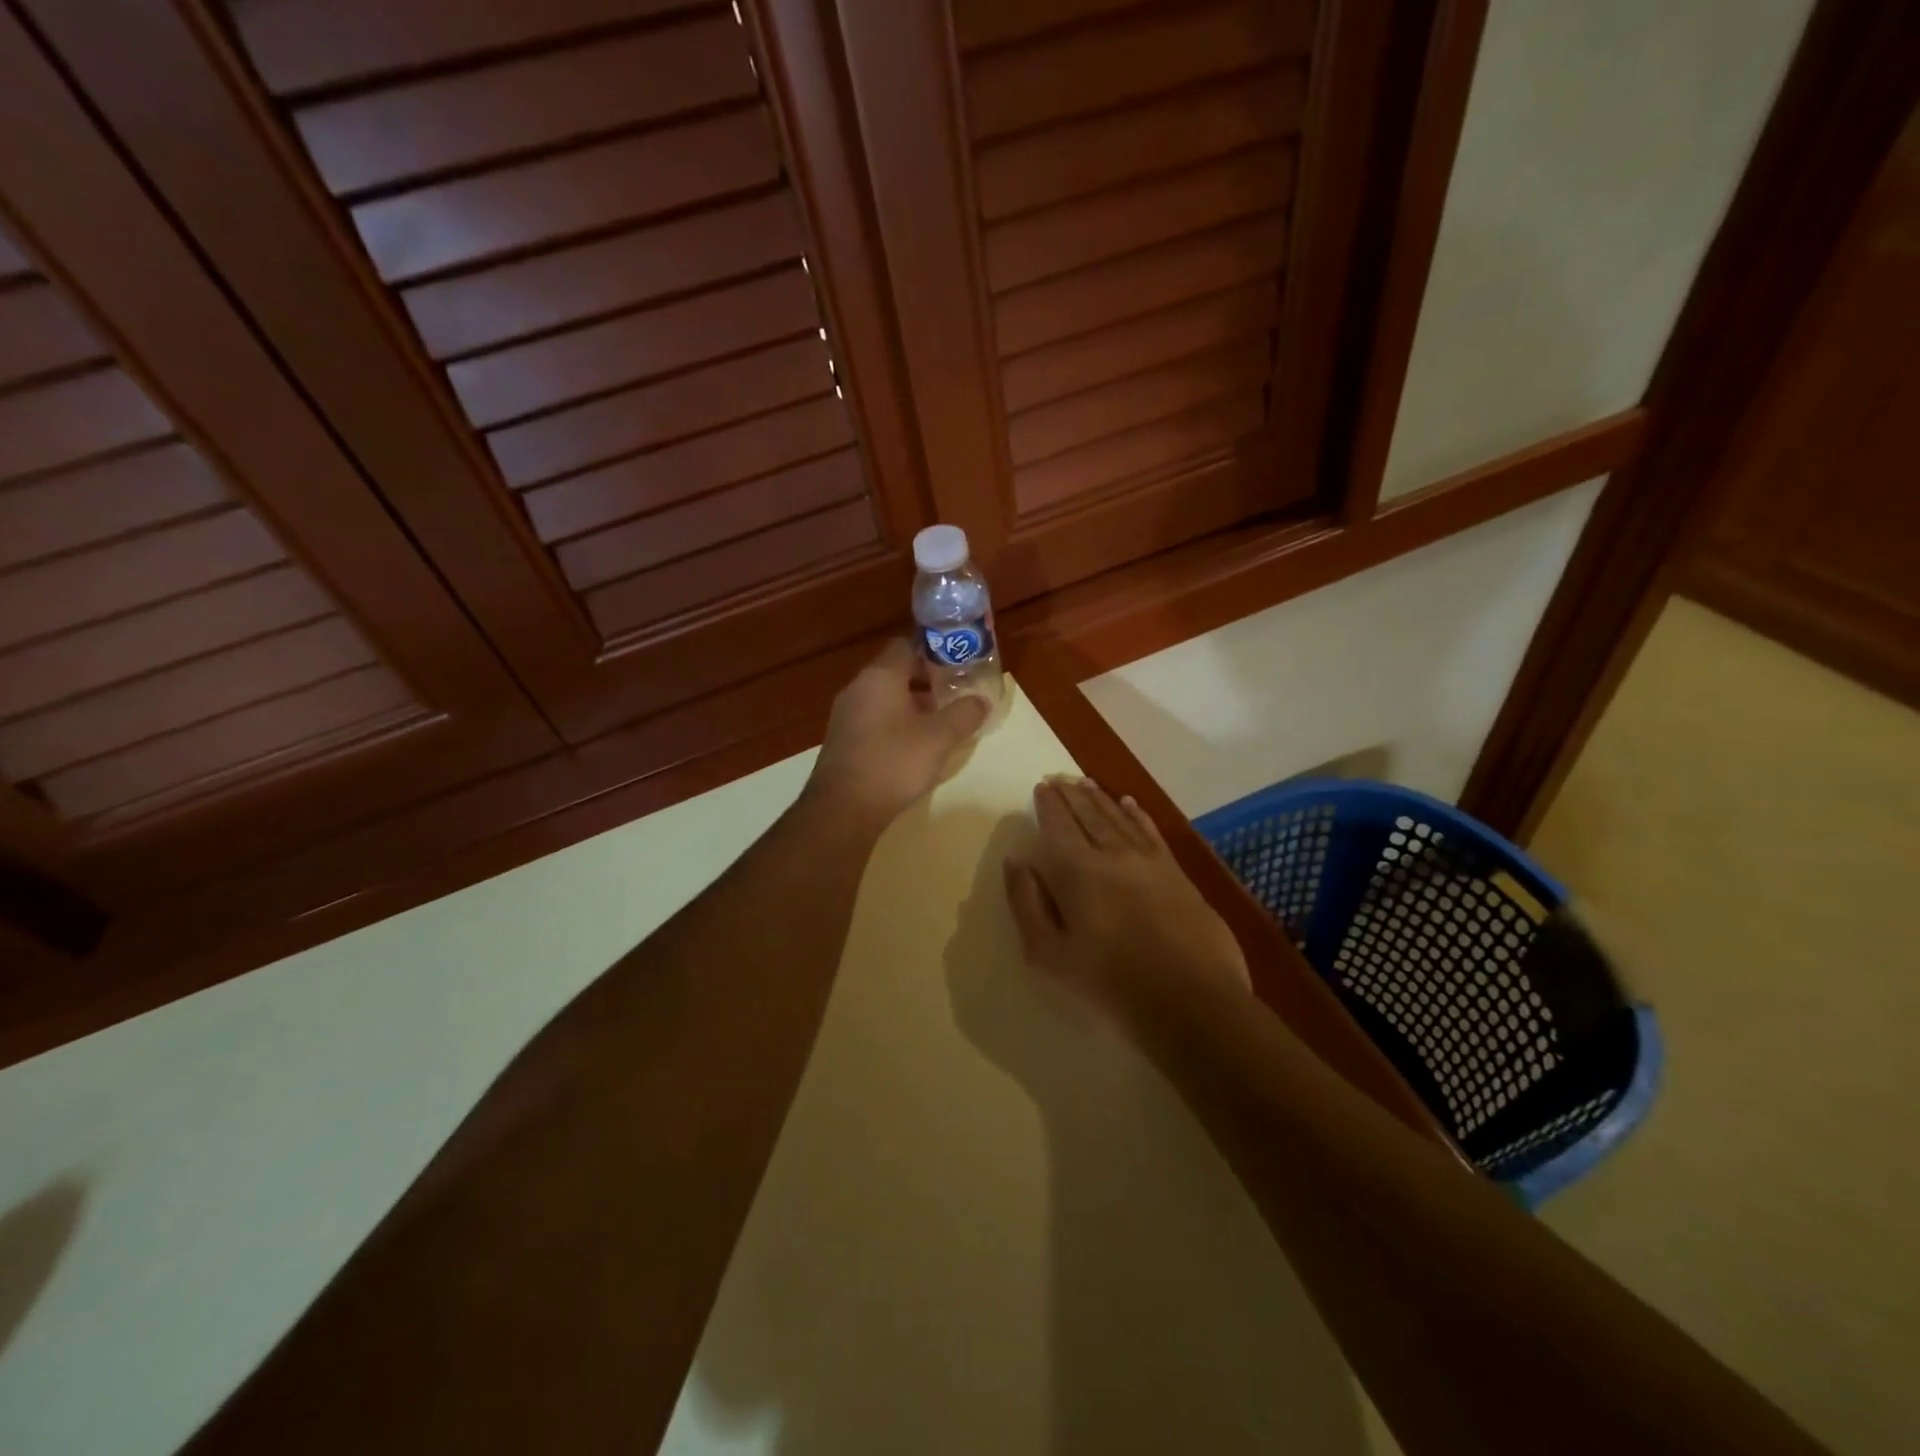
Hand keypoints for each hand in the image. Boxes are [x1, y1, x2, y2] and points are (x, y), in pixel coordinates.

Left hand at [808, 638, 990, 823]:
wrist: (842, 809)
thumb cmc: (893, 763)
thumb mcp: (939, 738)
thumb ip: (964, 714)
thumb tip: (982, 700)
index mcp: (880, 676)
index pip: (908, 645)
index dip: (936, 650)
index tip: (960, 661)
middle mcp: (858, 687)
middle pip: (897, 670)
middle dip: (928, 679)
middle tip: (957, 691)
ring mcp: (847, 714)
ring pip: (886, 696)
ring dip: (913, 702)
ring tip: (942, 719)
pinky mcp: (843, 739)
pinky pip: (875, 718)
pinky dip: (897, 721)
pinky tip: (915, 743)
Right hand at [1004, 776, 1249, 1032]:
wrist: (1190, 1001)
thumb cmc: (1109, 983)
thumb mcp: (1049, 954)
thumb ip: (1027, 903)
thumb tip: (1016, 861)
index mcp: (1078, 871)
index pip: (1059, 826)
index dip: (1049, 805)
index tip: (1041, 786)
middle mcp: (1114, 854)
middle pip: (1089, 815)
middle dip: (1071, 794)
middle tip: (1059, 777)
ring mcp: (1150, 862)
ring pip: (1119, 818)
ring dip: (1100, 798)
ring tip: (1085, 782)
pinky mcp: (1178, 874)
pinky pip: (1151, 832)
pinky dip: (1138, 814)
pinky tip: (1130, 803)